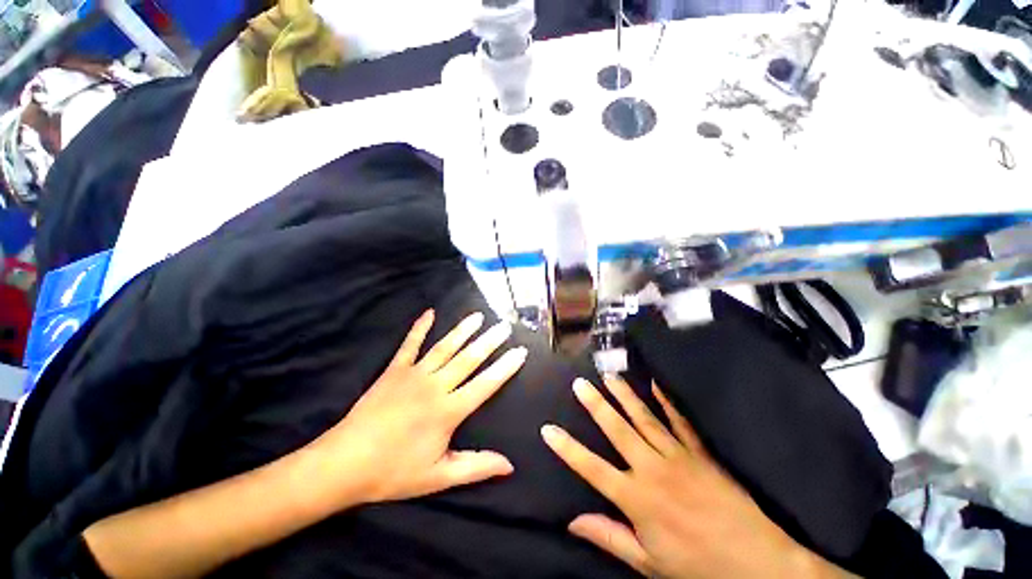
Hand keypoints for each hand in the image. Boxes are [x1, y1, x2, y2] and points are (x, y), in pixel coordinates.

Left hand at [307, 310, 526, 507]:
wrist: (344, 463)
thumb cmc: (393, 472)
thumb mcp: (438, 476)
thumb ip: (476, 467)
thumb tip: (509, 465)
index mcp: (448, 411)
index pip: (485, 384)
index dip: (505, 368)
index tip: (520, 351)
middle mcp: (435, 386)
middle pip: (468, 359)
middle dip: (489, 341)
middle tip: (504, 326)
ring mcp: (413, 374)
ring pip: (444, 347)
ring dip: (463, 330)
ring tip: (478, 316)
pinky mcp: (394, 370)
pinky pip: (410, 344)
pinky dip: (420, 327)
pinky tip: (429, 312)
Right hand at [542, 377, 850, 578]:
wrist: (757, 563)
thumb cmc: (697, 566)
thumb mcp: (648, 563)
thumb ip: (609, 537)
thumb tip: (572, 522)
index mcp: (637, 498)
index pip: (592, 468)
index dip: (567, 448)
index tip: (548, 429)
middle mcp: (652, 469)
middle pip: (617, 430)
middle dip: (595, 405)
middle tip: (580, 383)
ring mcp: (677, 456)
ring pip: (644, 418)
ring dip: (624, 395)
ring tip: (609, 376)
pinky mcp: (699, 452)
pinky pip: (679, 421)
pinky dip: (666, 401)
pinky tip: (655, 383)